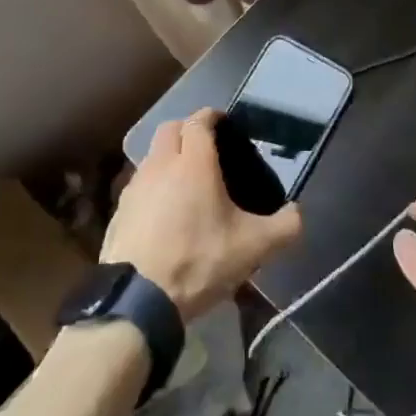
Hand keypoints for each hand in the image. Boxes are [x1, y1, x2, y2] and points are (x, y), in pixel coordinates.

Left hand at [103, 110, 302, 319]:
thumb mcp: (253, 248)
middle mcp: (161, 164)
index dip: (212, 116)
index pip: (199, 121)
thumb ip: (284, 227)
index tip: (224, 123)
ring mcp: (135, 187)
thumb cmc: (199, 261)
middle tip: (206, 148)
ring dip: (167, 158)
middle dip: (187, 130)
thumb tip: (297, 214)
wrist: (138, 299)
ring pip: (152, 156)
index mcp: (194, 162)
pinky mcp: (119, 211)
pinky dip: (152, 187)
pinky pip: (138, 185)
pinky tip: (163, 212)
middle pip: (170, 129)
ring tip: (185, 182)